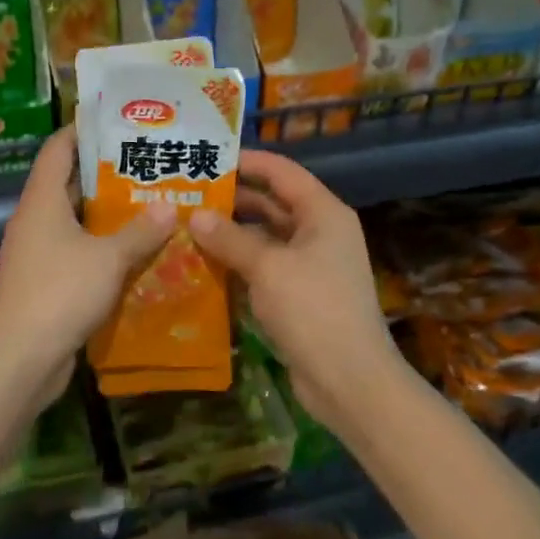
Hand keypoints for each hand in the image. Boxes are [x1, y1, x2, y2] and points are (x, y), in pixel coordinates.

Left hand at [0, 126, 175, 401]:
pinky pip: (77, 251)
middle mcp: (36, 219)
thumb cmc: (59, 294)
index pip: (58, 149)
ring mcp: (38, 252)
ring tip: (152, 201)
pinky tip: (138, 249)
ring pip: (76, 220)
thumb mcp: (108, 259)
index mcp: (42, 200)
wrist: (18, 361)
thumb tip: (170, 207)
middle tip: (148, 163)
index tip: (117, 121)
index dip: (83, 130)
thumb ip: (141, 231)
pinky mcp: (46, 281)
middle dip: (107, 173)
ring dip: (109, 213)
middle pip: (70, 183)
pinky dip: (103, 246)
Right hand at [188, 150, 408, 436]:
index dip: (248, 161)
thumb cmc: (313, 310)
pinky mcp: (300, 294)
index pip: (282, 172)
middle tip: (189, 193)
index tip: (209, 157)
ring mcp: (311, 265)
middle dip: (233, 198)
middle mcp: (320, 232)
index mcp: (323, 213)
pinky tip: (205, 262)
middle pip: (272, 203)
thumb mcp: (267, 267)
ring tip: (189, 224)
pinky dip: (239, 261)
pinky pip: (265, 266)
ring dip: (232, 232)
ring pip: (266, 237)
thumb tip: (195, 215)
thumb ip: (229, 238)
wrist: (350, 381)